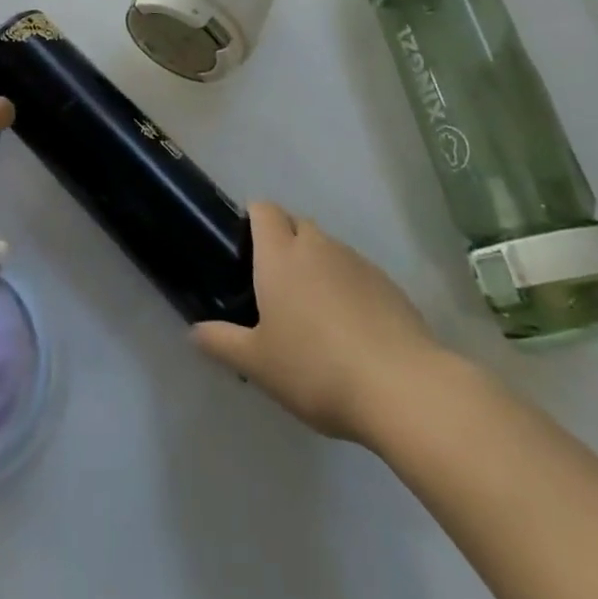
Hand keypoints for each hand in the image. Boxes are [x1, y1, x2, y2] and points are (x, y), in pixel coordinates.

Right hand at [193, 201, 445, 444]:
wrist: (403, 388)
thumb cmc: (316, 368)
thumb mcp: (258, 363)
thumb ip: (222, 342)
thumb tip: (194, 331)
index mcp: (280, 255)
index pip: (263, 209)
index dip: (253, 219)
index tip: (245, 249)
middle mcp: (318, 246)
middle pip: (297, 224)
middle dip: (285, 243)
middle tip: (275, 288)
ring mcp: (358, 262)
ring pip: (329, 249)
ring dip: (318, 267)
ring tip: (314, 314)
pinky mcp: (390, 286)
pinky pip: (358, 274)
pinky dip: (348, 289)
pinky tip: (351, 331)